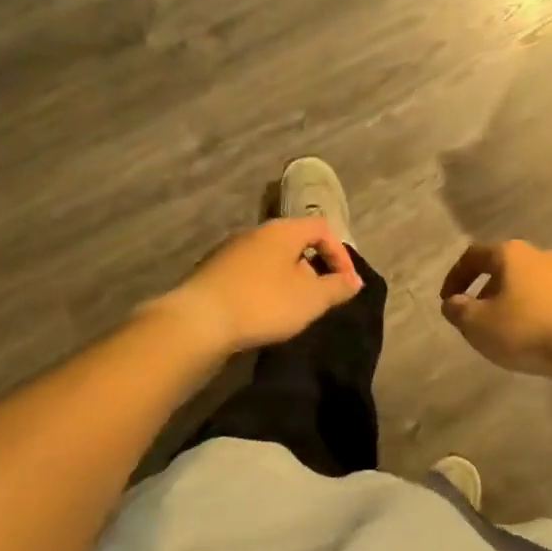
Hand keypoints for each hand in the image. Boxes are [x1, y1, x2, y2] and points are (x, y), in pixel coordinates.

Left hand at [153, 217, 363, 358]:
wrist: (197, 322)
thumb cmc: (262, 303)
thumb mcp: (310, 300)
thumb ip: (336, 288)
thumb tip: (354, 281)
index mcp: (282, 230)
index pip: (321, 228)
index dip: (340, 254)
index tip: (345, 285)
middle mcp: (255, 231)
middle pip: (294, 242)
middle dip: (312, 268)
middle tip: (319, 297)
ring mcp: (230, 250)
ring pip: (270, 258)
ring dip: (287, 279)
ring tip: (291, 309)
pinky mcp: (212, 271)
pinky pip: (249, 273)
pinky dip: (263, 287)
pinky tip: (261, 313)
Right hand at [439, 240, 551, 383]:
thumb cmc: (527, 329)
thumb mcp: (479, 325)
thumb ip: (458, 311)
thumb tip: (452, 303)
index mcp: (510, 253)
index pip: (473, 255)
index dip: (455, 277)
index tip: (447, 301)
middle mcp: (538, 254)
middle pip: (502, 267)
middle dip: (484, 290)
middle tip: (474, 316)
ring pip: (526, 282)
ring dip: (510, 301)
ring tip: (503, 329)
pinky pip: (547, 298)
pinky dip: (532, 310)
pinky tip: (532, 335)